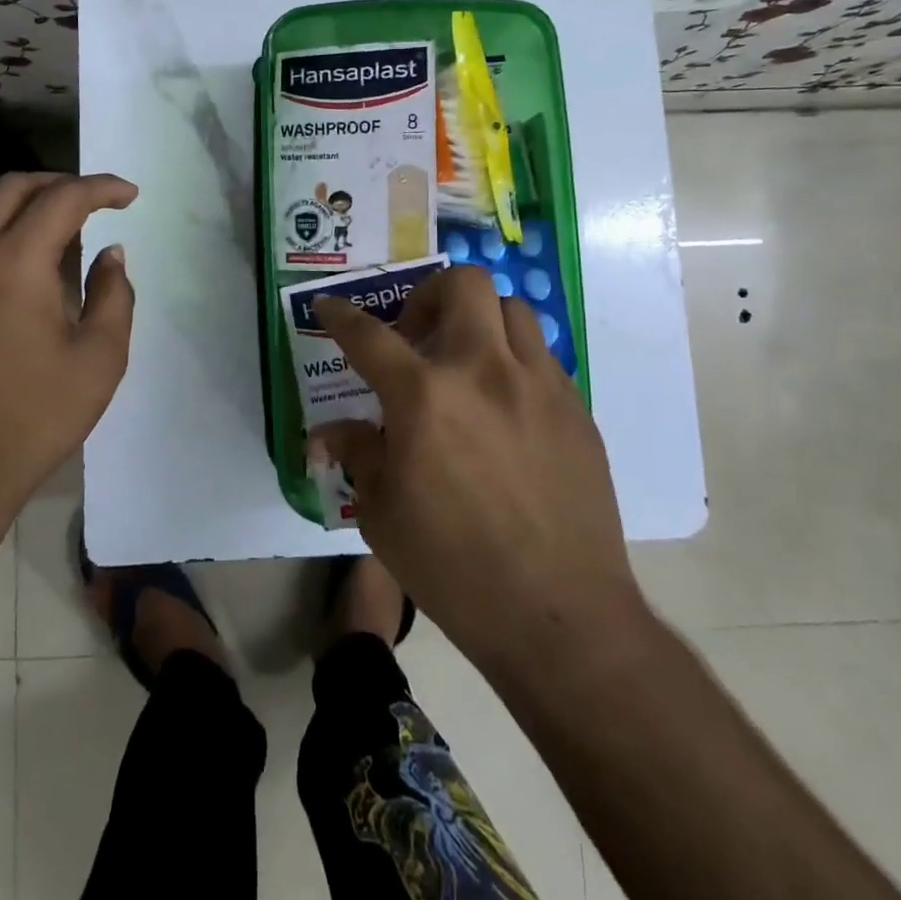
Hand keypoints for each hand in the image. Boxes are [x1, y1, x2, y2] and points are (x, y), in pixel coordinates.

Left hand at [0, 172, 135, 544]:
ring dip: (19, 196)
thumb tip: (110, 254)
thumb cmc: (34, 416)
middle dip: (61, 183)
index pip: (63, 199)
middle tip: (95, 202)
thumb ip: (113, 295)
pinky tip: (11, 250)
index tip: (130, 195)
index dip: (101, 188)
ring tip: (52, 219)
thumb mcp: (100, 358)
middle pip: (15, 187)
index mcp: (16, 263)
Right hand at [313, 265, 646, 672]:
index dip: (340, 316)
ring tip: (465, 360)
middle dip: (429, 294)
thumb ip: (356, 455)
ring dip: (478, 320)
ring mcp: (538, 384)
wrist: (560, 615)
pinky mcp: (576, 408)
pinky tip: (503, 406)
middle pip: (462, 284)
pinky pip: (541, 355)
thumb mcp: (382, 514)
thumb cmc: (453, 567)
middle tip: (416, 334)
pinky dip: (513, 360)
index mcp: (424, 397)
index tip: (327, 306)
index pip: (368, 335)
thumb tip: (324, 434)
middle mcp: (483, 371)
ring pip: (511, 308)